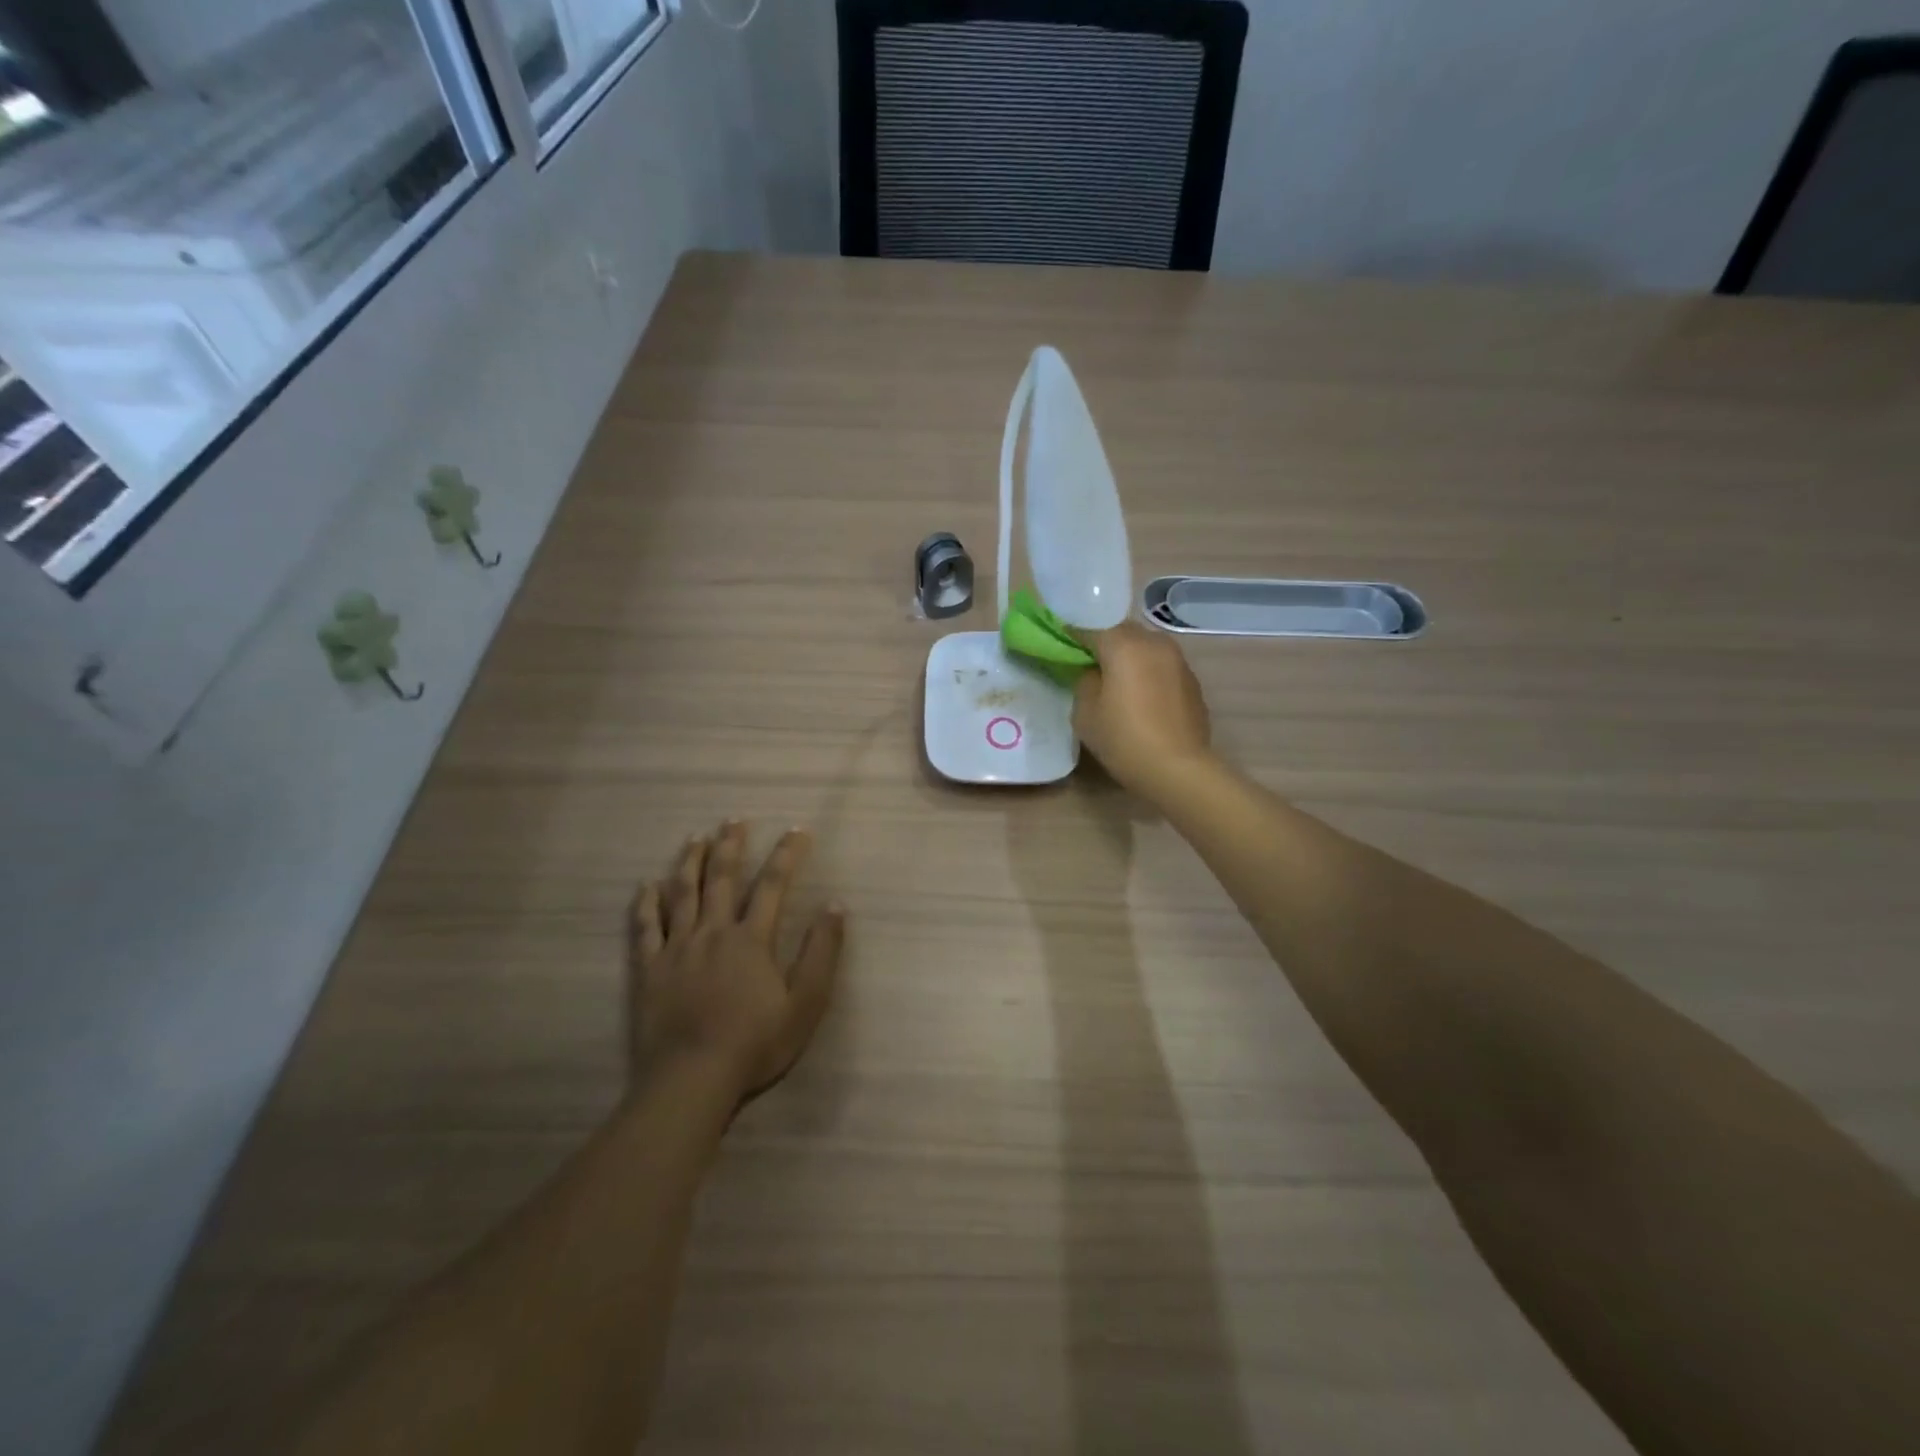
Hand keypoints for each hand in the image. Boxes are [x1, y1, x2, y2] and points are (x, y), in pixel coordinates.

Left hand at [629, 820, 845, 1103]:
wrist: (692, 1079)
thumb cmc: (755, 1043)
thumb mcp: (805, 1003)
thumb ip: (822, 952)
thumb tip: (835, 905)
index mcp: (752, 939)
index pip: (773, 885)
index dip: (787, 854)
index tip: (797, 830)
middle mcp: (714, 932)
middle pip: (723, 879)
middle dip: (731, 846)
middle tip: (734, 820)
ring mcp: (677, 948)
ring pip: (683, 894)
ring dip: (691, 862)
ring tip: (696, 838)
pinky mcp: (649, 969)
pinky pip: (645, 928)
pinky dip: (646, 904)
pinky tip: (647, 885)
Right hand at [1074, 622, 1213, 801]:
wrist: (1178, 769)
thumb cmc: (1124, 739)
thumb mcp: (1085, 712)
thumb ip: (1085, 681)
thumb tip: (1094, 673)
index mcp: (1124, 645)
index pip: (1090, 628)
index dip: (1072, 635)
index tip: (1060, 645)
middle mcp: (1154, 643)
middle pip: (1122, 632)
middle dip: (1104, 642)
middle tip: (1088, 663)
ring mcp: (1178, 660)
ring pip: (1145, 646)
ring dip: (1129, 656)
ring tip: (1117, 679)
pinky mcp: (1192, 681)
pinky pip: (1162, 665)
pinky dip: (1148, 672)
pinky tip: (1141, 696)